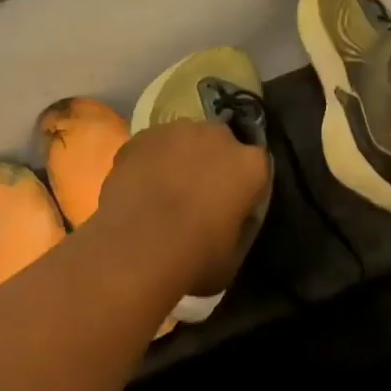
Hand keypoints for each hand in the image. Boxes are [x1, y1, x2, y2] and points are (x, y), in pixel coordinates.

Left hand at [95, 120, 268, 295]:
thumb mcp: (234, 255)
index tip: (230, 207)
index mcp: (251, 165)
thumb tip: (235, 216)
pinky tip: (139, 188)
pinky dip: (150, 161)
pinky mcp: (143, 136)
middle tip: (196, 196)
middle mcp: (219, 136)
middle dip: (212, 163)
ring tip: (163, 191)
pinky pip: (152, 146)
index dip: (242, 188)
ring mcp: (178, 131)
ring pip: (185, 140)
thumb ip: (241, 225)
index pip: (255, 168)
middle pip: (221, 144)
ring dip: (180, 158)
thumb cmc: (194, 258)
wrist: (136, 250)